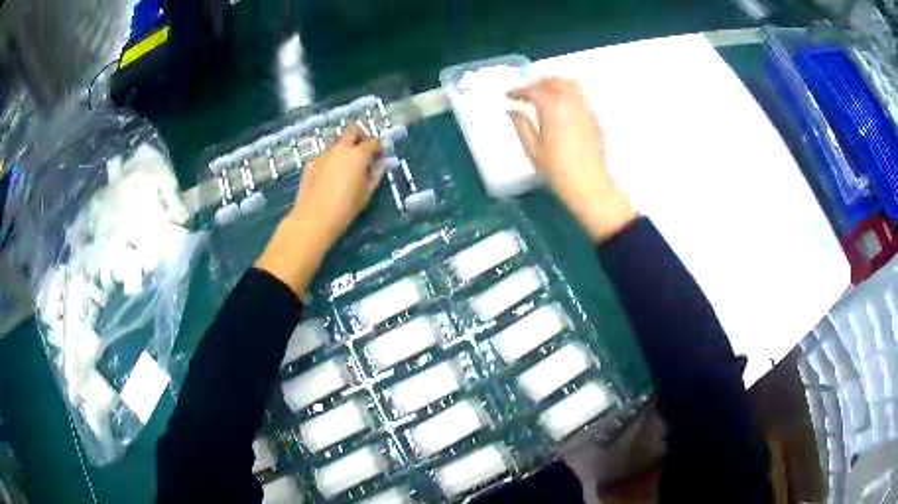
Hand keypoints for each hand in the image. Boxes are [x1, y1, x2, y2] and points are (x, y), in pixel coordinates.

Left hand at [256, 124, 382, 296]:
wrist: (314, 218)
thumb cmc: (346, 208)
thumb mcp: (367, 193)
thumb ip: (375, 174)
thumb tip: (380, 164)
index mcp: (358, 154)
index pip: (373, 141)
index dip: (379, 147)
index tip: (380, 155)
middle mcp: (341, 148)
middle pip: (353, 130)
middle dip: (361, 136)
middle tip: (363, 149)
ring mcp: (324, 154)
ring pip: (337, 140)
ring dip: (344, 145)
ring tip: (346, 162)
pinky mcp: (311, 162)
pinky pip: (325, 154)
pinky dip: (331, 158)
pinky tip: (330, 174)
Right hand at [508, 78, 635, 241]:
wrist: (589, 184)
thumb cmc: (557, 170)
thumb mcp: (533, 150)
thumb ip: (521, 125)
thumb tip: (512, 110)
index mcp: (552, 109)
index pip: (534, 90)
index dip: (519, 90)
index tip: (509, 95)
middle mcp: (570, 103)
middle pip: (553, 81)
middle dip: (537, 83)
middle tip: (526, 93)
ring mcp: (585, 109)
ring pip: (570, 84)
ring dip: (554, 84)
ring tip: (544, 94)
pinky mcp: (594, 117)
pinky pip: (581, 95)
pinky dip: (568, 92)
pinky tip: (561, 105)